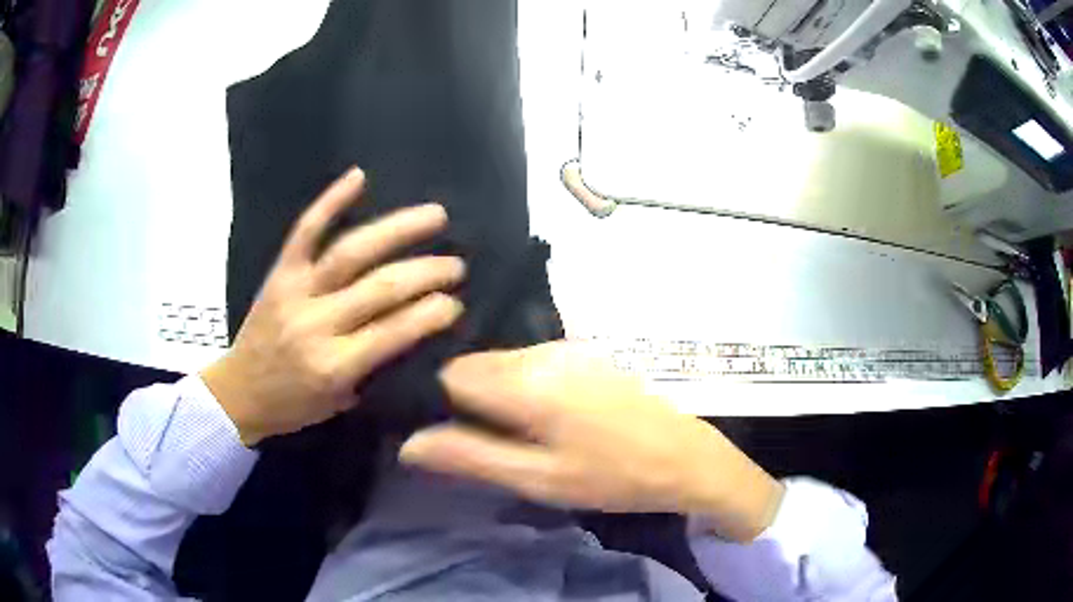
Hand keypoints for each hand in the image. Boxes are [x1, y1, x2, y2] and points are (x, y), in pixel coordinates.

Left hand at [202, 167, 464, 445]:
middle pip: (380, 287)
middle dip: (426, 272)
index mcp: (334, 366)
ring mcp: (296, 292)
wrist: (238, 393)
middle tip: (456, 264)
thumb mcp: (341, 402)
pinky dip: (331, 201)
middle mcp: (317, 324)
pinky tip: (359, 176)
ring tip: (435, 216)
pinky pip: (305, 231)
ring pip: (351, 252)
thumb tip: (416, 330)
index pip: (394, 332)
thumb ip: (376, 368)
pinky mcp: (279, 273)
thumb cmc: (293, 405)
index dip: (432, 313)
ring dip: (397, 230)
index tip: (456, 303)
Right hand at [399, 342, 783, 541]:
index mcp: (524, 382)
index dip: (434, 402)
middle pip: (473, 364)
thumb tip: (408, 444)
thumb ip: (470, 457)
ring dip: (491, 393)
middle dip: (461, 399)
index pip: (448, 375)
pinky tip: (539, 417)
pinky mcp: (583, 352)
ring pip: (500, 362)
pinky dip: (517, 385)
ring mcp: (565, 348)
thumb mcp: (538, 479)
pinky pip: (528, 361)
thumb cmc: (612, 476)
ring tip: (508, 433)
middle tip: (475, 440)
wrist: (685, 456)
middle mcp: (539, 352)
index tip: (438, 431)